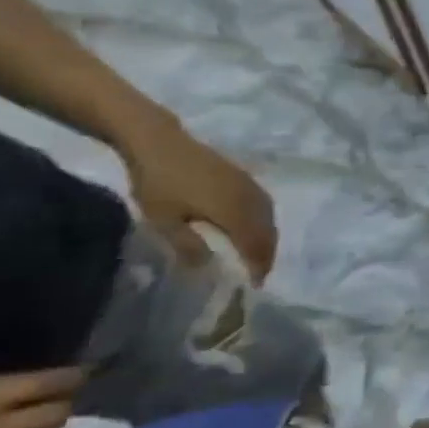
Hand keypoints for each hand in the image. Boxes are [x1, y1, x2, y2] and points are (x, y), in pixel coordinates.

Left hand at [121, 118, 276, 280]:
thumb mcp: (162, 219)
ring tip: (257, 255)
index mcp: (236, 212)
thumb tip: (206, 266)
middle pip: (268, 232)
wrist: (161, 143)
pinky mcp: (247, 180)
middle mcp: (252, 200)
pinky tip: (253, 229)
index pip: (256, 245)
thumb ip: (187, 244)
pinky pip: (265, 207)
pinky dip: (264, 223)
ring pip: (270, 219)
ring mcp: (252, 188)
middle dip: (266, 255)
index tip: (254, 284)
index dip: (258, 265)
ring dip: (267, 239)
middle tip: (258, 274)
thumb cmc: (158, 183)